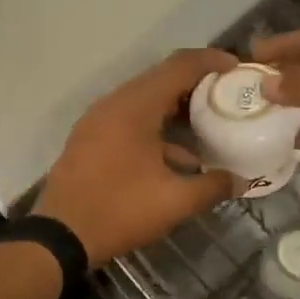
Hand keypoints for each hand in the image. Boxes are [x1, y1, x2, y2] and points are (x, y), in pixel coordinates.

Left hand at [34, 48, 238, 265]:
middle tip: (227, 95)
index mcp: (135, 106)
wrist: (58, 236)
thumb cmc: (119, 210)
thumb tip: (241, 181)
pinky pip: (129, 119)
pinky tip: (176, 157)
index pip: (179, 66)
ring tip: (207, 125)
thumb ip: (212, 186)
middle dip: (196, 84)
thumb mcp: (174, 202)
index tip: (238, 68)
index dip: (211, 61)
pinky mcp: (90, 138)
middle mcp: (114, 103)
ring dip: (176, 108)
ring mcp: (98, 120)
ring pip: (144, 100)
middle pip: (161, 79)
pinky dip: (156, 127)